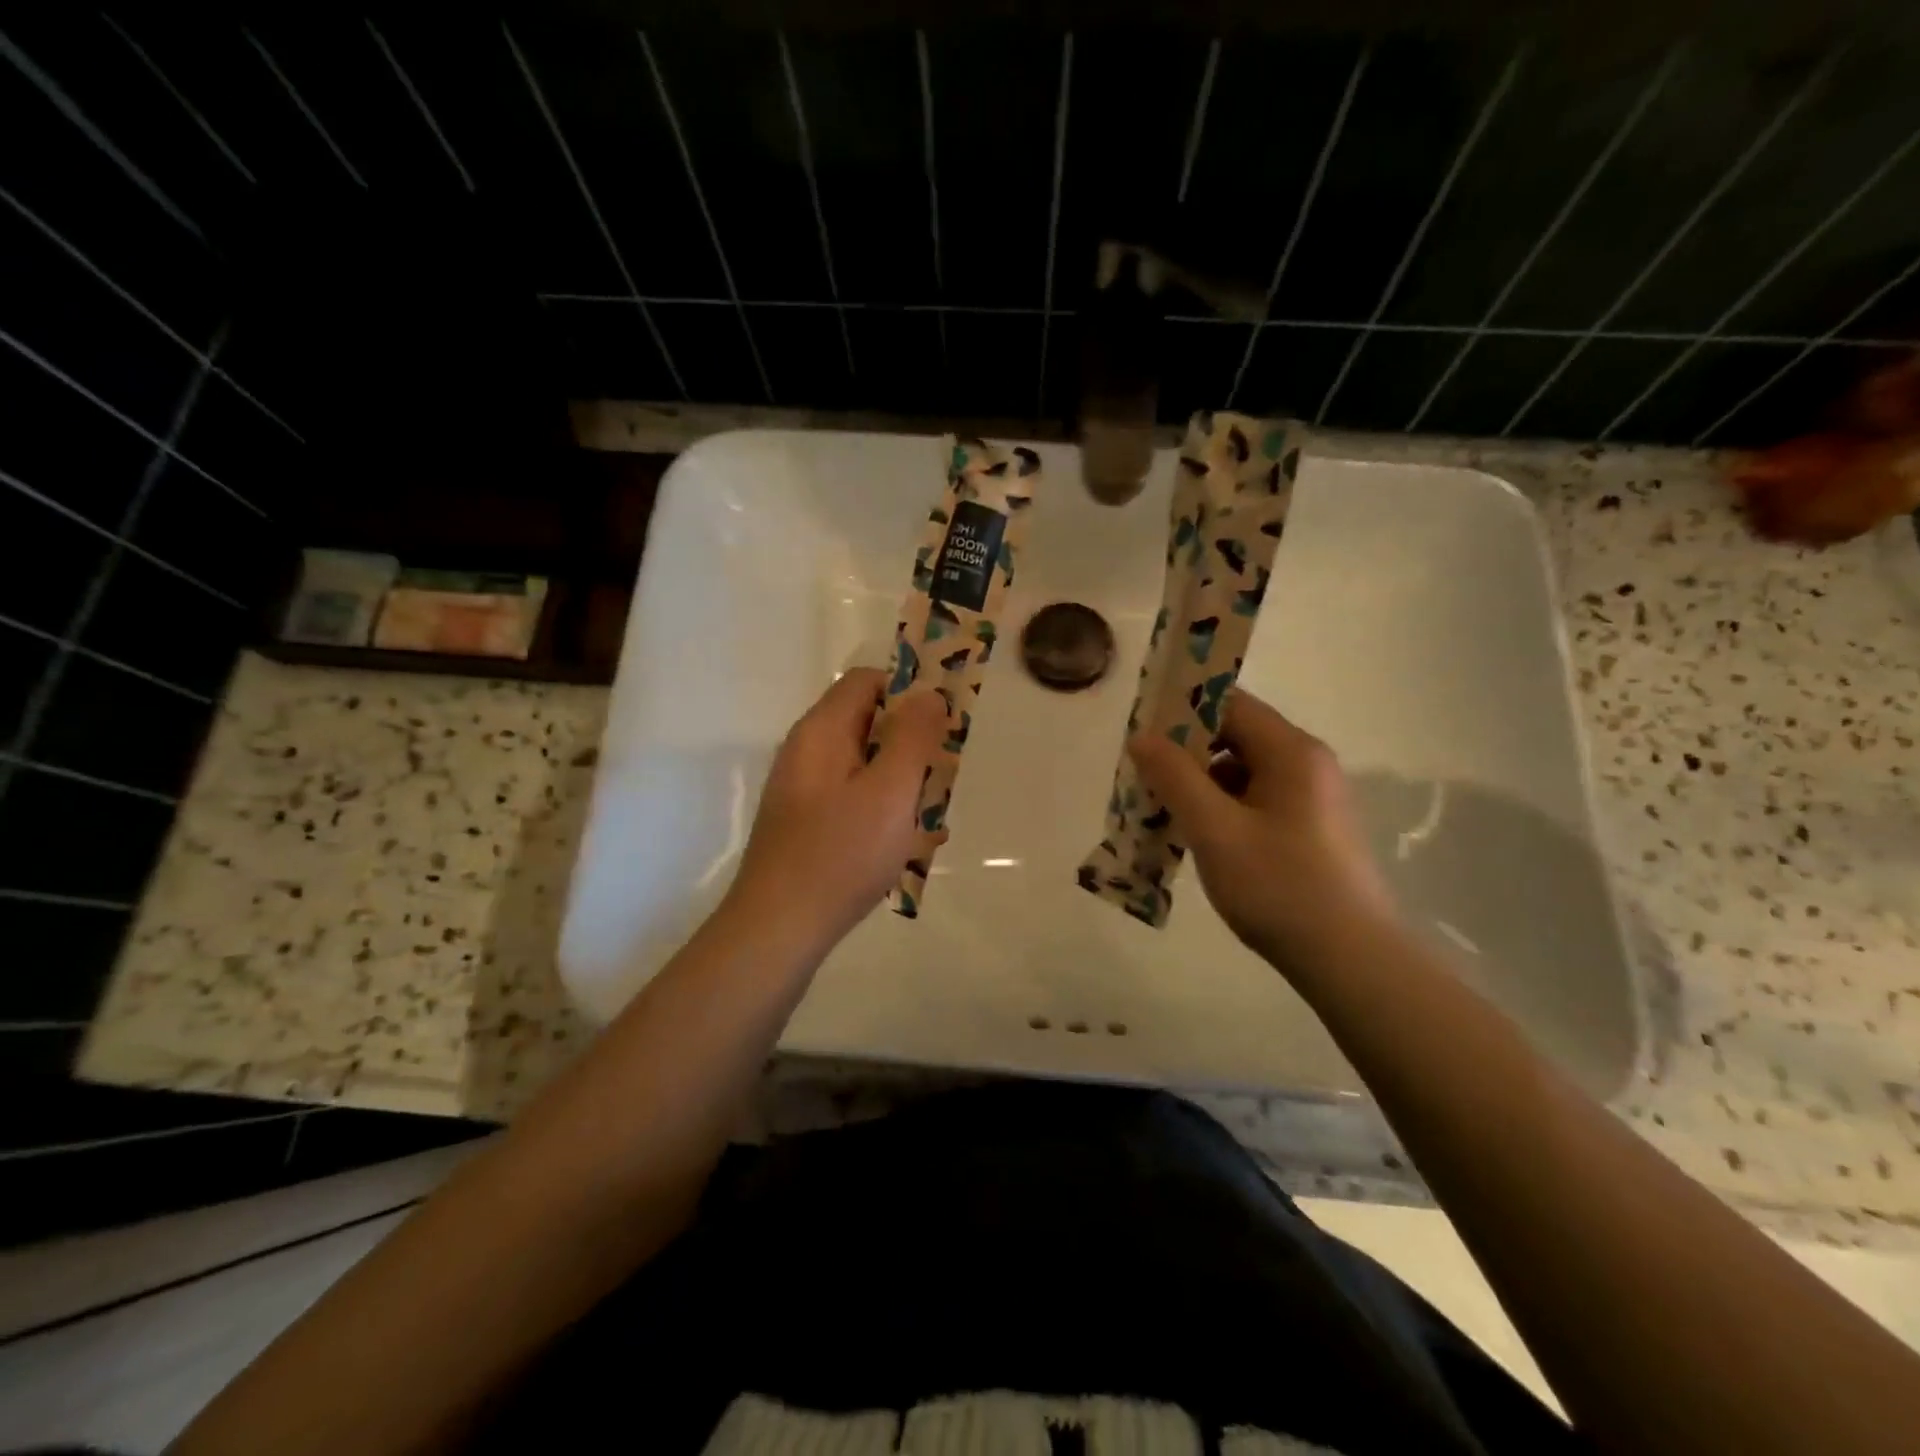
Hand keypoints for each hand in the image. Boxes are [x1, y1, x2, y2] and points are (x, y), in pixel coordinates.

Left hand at [725, 668, 948, 949]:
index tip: (944, 725)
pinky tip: (909, 847)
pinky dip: (884, 813)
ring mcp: (804, 791)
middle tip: (942, 779)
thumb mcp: (890, 791)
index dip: (910, 693)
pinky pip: (854, 802)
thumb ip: (913, 737)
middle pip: (868, 724)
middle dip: (912, 746)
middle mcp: (807, 752)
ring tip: (932, 821)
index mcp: (822, 732)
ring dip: (903, 784)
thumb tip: (929, 694)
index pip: (868, 682)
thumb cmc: (840, 854)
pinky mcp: (806, 825)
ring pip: (866, 767)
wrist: (778, 930)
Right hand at [1128, 688, 1395, 971]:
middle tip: (1144, 778)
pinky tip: (1197, 840)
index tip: (1142, 734)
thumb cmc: (1279, 886)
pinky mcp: (1310, 830)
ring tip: (1162, 814)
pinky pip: (1255, 802)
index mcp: (1291, 752)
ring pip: (1242, 773)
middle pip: (1235, 737)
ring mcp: (1312, 799)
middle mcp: (1307, 765)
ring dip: (1200, 786)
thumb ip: (1174, 777)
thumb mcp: (1214, 830)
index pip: (1229, 704)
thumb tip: (1141, 736)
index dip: (1181, 711)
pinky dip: (1222, 811)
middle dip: (1185, 754)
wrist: (1351, 960)